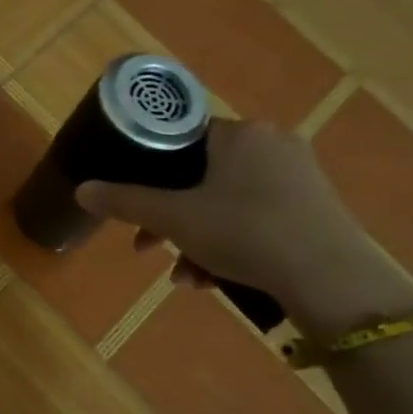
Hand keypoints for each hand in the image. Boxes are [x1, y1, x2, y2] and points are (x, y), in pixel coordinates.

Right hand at [75, 120, 412, 332]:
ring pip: (226, 203)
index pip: (182, 139)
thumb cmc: (245, 232)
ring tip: (185, 278)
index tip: (136, 206)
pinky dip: (230, 244)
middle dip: (170, 219)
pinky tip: (213, 280)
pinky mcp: (314, 208)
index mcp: (239, 133)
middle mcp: (272, 144)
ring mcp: (298, 176)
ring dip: (196, 240)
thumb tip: (80, 190)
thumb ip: (126, 202)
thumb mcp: (175, 219)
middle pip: (201, 177)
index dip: (151, 173)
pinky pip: (255, 218)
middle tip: (148, 248)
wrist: (331, 278)